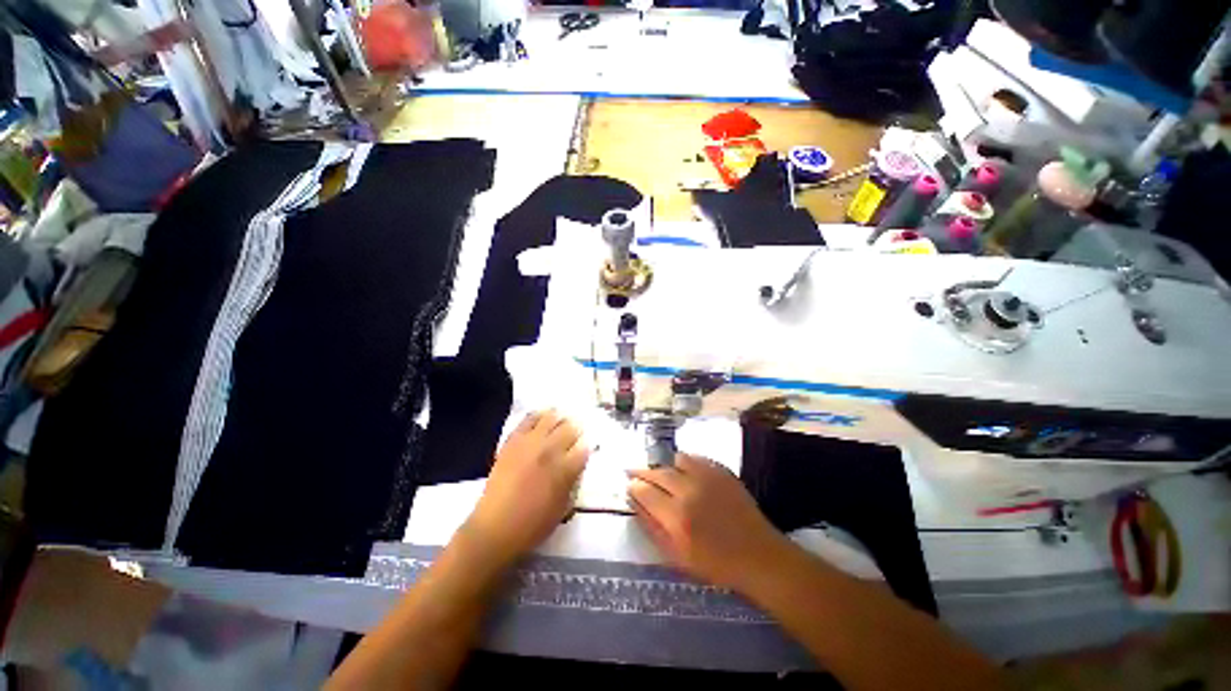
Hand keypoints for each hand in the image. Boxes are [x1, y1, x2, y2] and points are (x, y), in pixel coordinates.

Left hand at [466, 410, 588, 565]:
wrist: (495, 527)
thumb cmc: (533, 525)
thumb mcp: (563, 507)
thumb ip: (572, 482)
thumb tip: (576, 465)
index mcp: (565, 469)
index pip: (584, 447)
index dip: (587, 446)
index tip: (585, 448)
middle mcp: (551, 450)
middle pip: (571, 428)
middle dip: (576, 431)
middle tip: (575, 435)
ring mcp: (531, 442)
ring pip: (551, 418)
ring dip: (560, 419)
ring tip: (561, 421)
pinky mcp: (513, 440)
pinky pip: (528, 419)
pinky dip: (538, 415)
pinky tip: (542, 416)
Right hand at [628, 453, 788, 591]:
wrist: (758, 556)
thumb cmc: (715, 564)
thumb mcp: (677, 556)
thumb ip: (652, 527)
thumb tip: (634, 502)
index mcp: (676, 517)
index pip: (645, 491)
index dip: (634, 486)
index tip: (629, 485)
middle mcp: (689, 491)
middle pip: (658, 472)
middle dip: (643, 472)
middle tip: (635, 473)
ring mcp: (708, 477)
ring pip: (677, 460)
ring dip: (667, 466)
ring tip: (665, 475)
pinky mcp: (722, 471)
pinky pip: (696, 458)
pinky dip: (686, 463)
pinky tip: (686, 473)